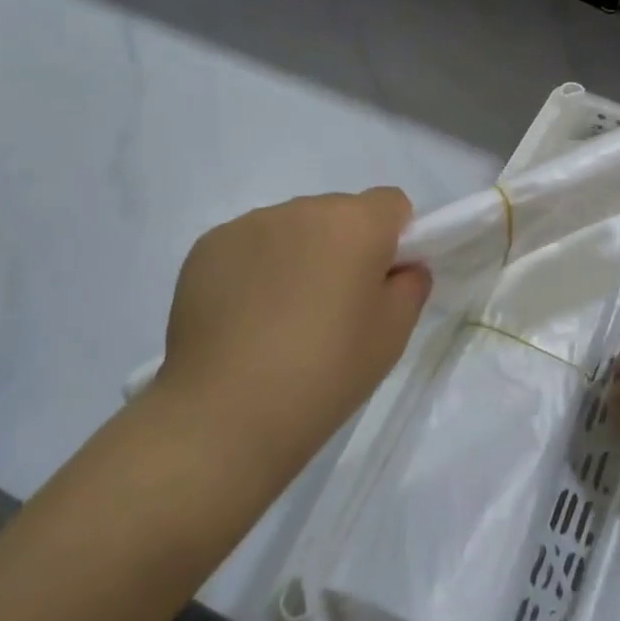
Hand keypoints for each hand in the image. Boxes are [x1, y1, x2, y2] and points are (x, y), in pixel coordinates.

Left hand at [151, 189, 430, 486]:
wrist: (222, 416)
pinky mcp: (208, 247)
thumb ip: (411, 284)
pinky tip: (244, 318)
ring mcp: (250, 224)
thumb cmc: (325, 372)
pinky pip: (249, 246)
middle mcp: (304, 208)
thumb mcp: (394, 333)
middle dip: (343, 247)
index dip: (394, 239)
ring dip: (298, 255)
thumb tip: (399, 268)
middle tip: (333, 307)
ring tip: (282, 318)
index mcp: (356, 222)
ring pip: (293, 228)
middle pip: (340, 213)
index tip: (380, 282)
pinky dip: (255, 269)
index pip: (391, 204)